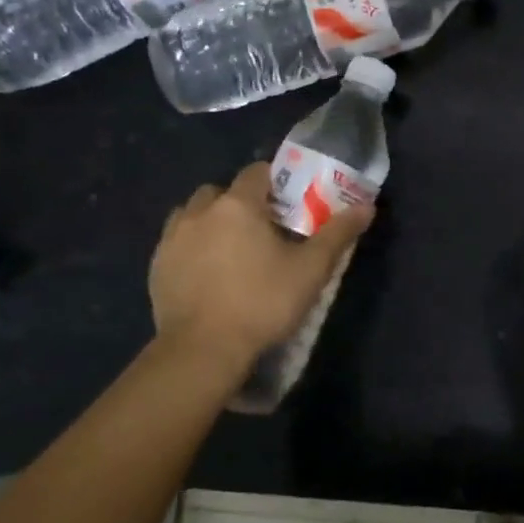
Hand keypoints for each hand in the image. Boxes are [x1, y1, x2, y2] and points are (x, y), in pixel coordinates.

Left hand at [149, 162, 371, 369]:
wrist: (202, 350)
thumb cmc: (263, 302)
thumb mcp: (311, 270)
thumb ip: (338, 234)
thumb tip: (367, 207)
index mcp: (238, 205)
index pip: (257, 172)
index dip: (276, 182)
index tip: (290, 204)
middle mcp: (200, 212)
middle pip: (221, 191)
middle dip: (240, 202)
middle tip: (262, 230)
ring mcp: (172, 239)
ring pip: (192, 214)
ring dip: (211, 222)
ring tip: (231, 250)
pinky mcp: (156, 267)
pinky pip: (176, 242)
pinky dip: (192, 247)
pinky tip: (208, 274)